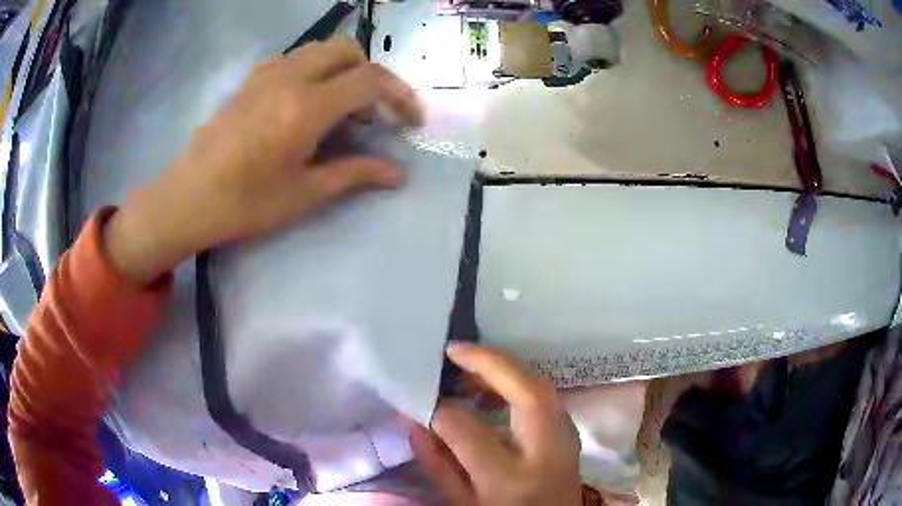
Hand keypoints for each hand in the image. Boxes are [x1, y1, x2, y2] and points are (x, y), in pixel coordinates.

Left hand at [104, 37, 422, 283]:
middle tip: (373, 112)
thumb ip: (355, 174)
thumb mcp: (304, 193)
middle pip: (347, 50)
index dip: (400, 96)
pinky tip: (303, 102)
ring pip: (318, 50)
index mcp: (306, 106)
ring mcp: (265, 75)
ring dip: (341, 69)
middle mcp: (289, 77)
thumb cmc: (245, 204)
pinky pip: (291, 59)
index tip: (411, 121)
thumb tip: (398, 174)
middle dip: (371, 74)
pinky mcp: (248, 81)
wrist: (186, 199)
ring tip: (339, 108)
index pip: (370, 80)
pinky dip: (311, 71)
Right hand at [408, 344, 582, 505]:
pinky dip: (517, 382)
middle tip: (452, 351)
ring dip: (504, 368)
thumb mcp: (460, 501)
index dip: (441, 410)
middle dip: (489, 362)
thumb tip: (412, 417)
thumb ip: (435, 460)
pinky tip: (492, 390)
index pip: (469, 431)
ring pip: (541, 386)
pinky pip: (545, 396)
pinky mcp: (570, 432)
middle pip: (528, 392)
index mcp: (509, 480)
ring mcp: (567, 439)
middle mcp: (547, 453)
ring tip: (468, 369)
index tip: (423, 398)